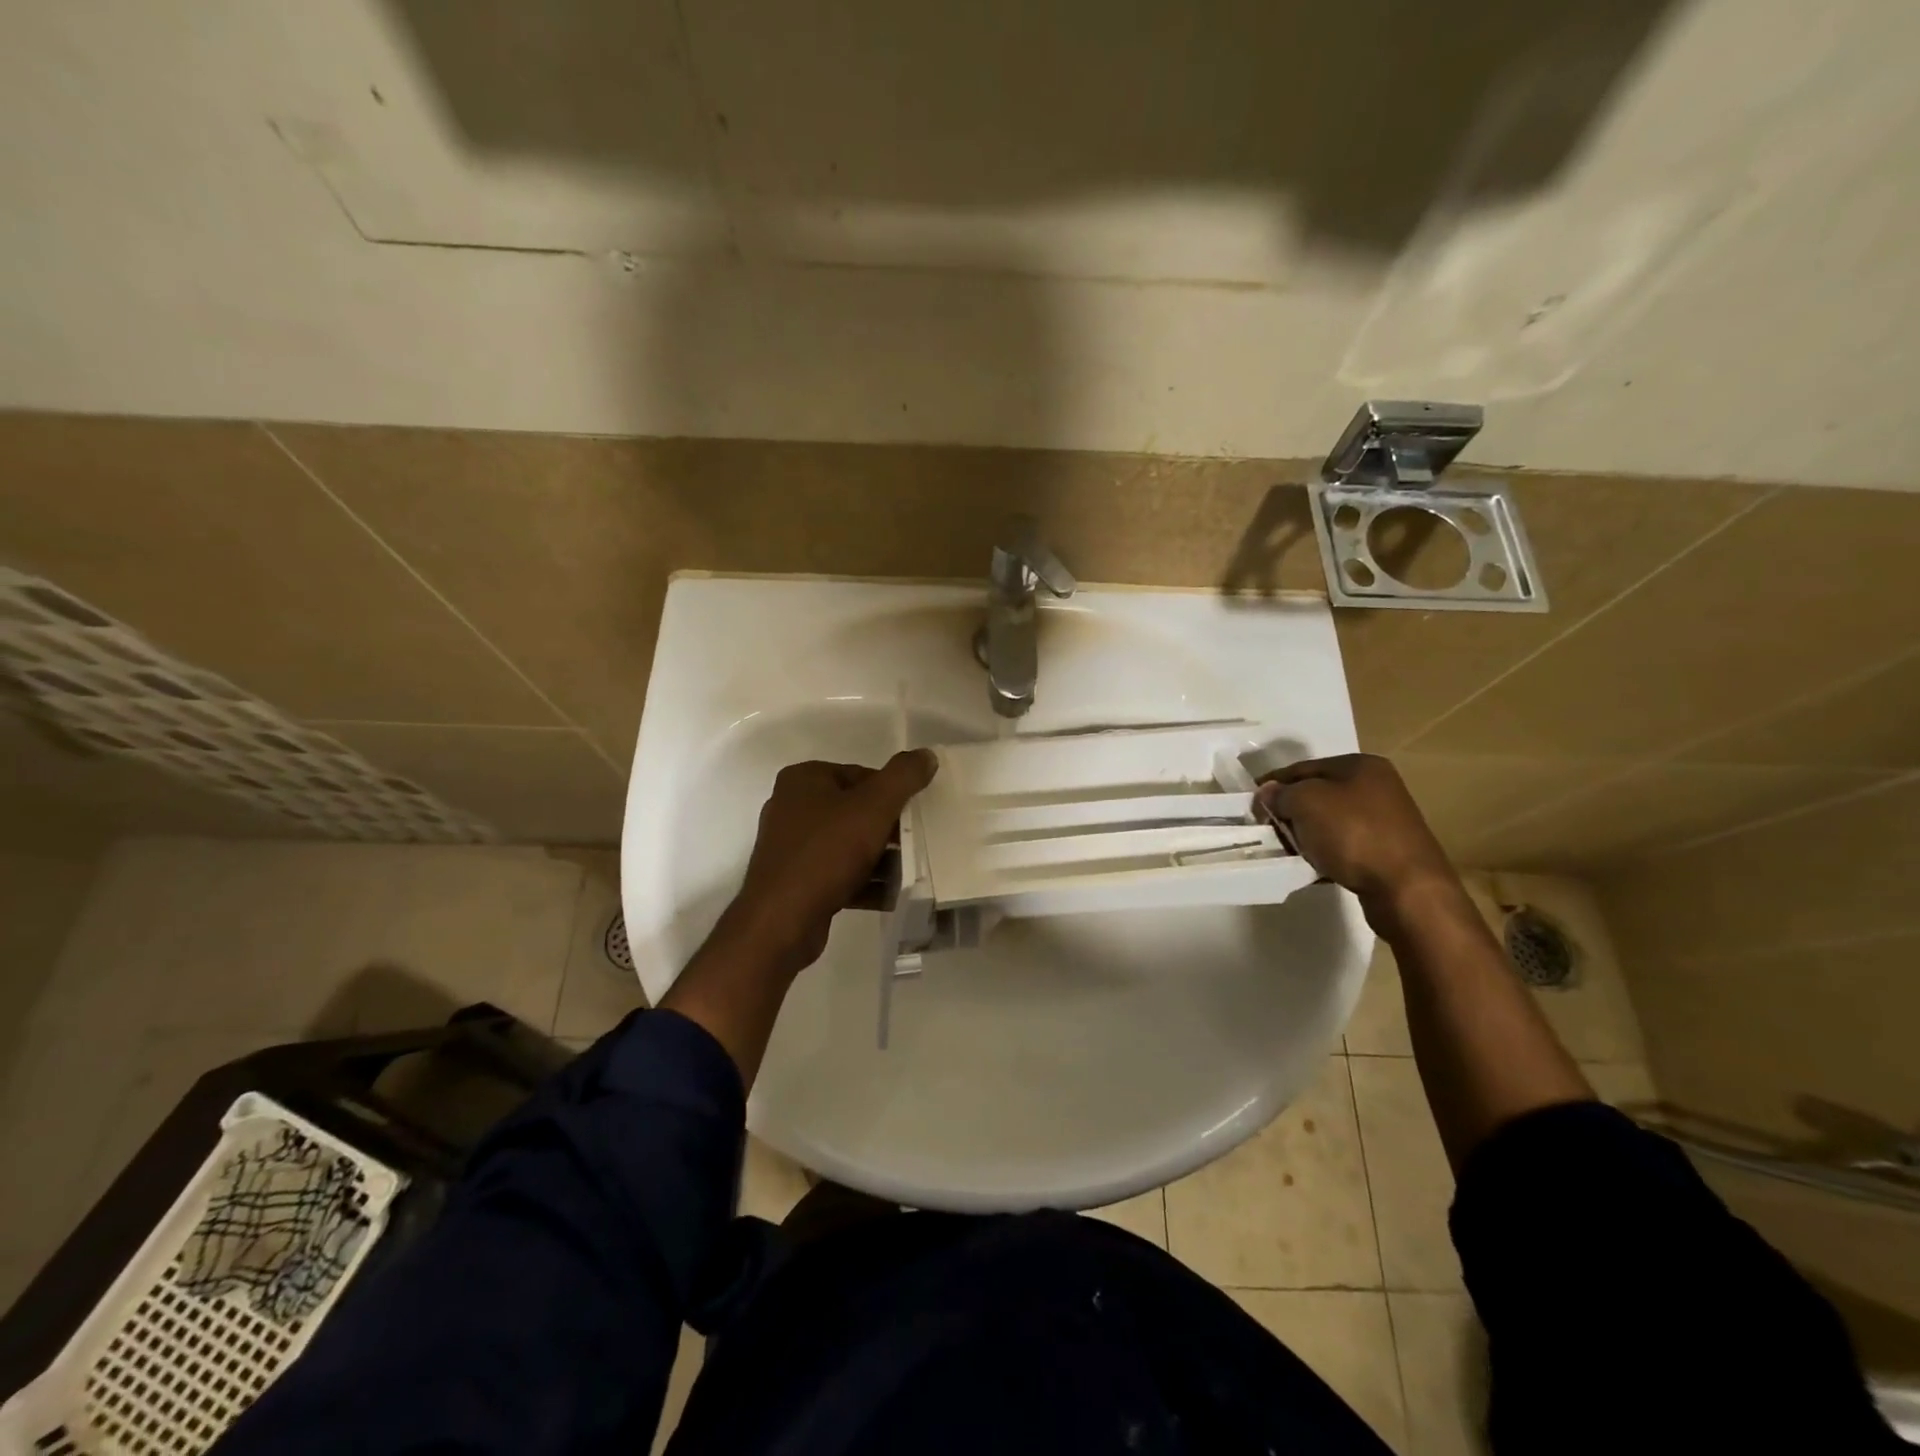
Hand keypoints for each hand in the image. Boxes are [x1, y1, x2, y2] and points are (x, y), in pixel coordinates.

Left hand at [726, 751, 938, 973]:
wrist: (781, 921)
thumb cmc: (826, 852)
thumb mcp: (873, 807)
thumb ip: (903, 777)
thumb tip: (927, 755)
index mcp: (804, 780)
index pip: (860, 774)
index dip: (892, 792)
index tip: (916, 813)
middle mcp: (792, 808)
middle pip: (855, 810)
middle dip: (888, 827)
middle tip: (919, 841)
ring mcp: (793, 847)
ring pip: (848, 845)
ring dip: (881, 858)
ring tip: (914, 869)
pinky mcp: (797, 882)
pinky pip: (840, 874)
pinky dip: (866, 882)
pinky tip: (894, 894)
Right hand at [1253, 754, 1455, 917]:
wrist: (1407, 889)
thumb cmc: (1353, 833)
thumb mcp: (1306, 803)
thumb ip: (1280, 794)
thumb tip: (1268, 793)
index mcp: (1360, 765)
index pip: (1303, 768)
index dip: (1274, 784)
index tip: (1251, 806)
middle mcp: (1376, 787)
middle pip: (1316, 794)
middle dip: (1289, 812)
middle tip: (1268, 830)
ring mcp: (1384, 820)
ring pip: (1328, 822)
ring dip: (1305, 835)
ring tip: (1288, 852)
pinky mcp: (1386, 851)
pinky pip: (1343, 846)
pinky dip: (1324, 854)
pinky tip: (1312, 868)